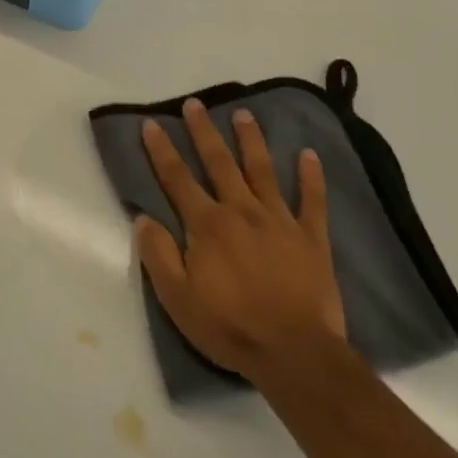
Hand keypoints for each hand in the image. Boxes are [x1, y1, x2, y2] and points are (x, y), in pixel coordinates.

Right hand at [136, 99, 345, 384]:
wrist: (295, 353)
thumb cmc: (229, 327)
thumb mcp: (177, 299)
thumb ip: (158, 254)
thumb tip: (144, 218)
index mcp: (207, 225)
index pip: (178, 179)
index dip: (162, 150)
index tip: (152, 124)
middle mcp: (242, 211)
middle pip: (219, 163)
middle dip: (204, 132)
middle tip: (196, 104)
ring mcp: (280, 221)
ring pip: (262, 171)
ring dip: (251, 141)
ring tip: (244, 114)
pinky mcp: (312, 238)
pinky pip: (313, 200)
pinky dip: (311, 176)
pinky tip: (309, 154)